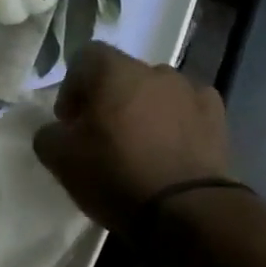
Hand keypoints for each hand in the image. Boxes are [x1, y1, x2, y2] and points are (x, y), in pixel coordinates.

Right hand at [32, 44, 231, 231]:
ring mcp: (190, 90)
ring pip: (157, 92)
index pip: (85, 57)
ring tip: (141, 146)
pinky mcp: (217, 116)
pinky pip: (187, 110)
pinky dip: (177, 123)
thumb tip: (56, 130)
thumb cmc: (115, 176)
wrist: (185, 209)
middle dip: (109, 100)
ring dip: (144, 110)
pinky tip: (172, 151)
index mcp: (114, 71)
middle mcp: (154, 70)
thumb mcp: (60, 160)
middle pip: (123, 76)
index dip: (72, 87)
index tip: (70, 122)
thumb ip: (48, 135)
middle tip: (102, 136)